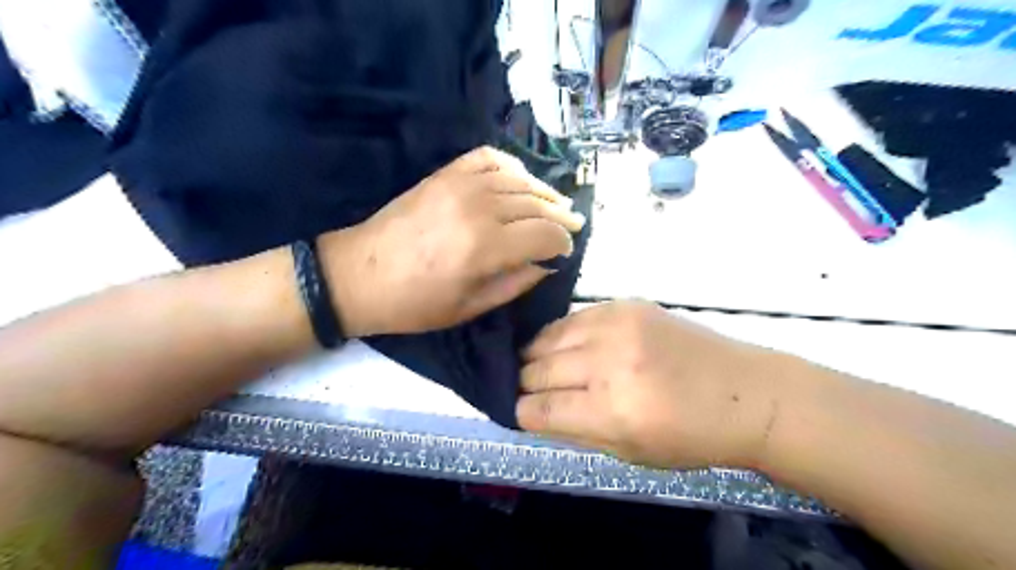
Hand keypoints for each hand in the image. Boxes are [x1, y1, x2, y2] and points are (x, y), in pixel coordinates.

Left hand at [317, 144, 588, 337]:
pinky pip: (489, 158)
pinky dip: (511, 166)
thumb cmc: (415, 303)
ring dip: (543, 191)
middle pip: (537, 205)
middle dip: (561, 216)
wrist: (359, 274)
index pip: (545, 235)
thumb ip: (515, 283)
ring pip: (519, 180)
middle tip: (574, 224)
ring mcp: (460, 185)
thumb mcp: (470, 308)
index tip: (567, 250)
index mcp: (486, 247)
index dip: (562, 242)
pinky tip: (520, 180)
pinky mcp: (445, 174)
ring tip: (556, 204)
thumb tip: (546, 264)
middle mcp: (480, 208)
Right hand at [520, 300, 796, 469]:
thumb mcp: (629, 453)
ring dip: (536, 355)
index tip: (518, 410)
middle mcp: (609, 363)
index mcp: (611, 411)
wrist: (745, 393)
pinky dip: (561, 334)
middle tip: (526, 387)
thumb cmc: (691, 437)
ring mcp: (617, 327)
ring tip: (537, 364)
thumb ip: (574, 431)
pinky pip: (573, 318)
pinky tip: (564, 344)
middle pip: (537, 369)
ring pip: (548, 337)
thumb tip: (532, 412)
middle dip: (524, 383)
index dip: (522, 411)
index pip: (540, 408)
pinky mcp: (626, 304)